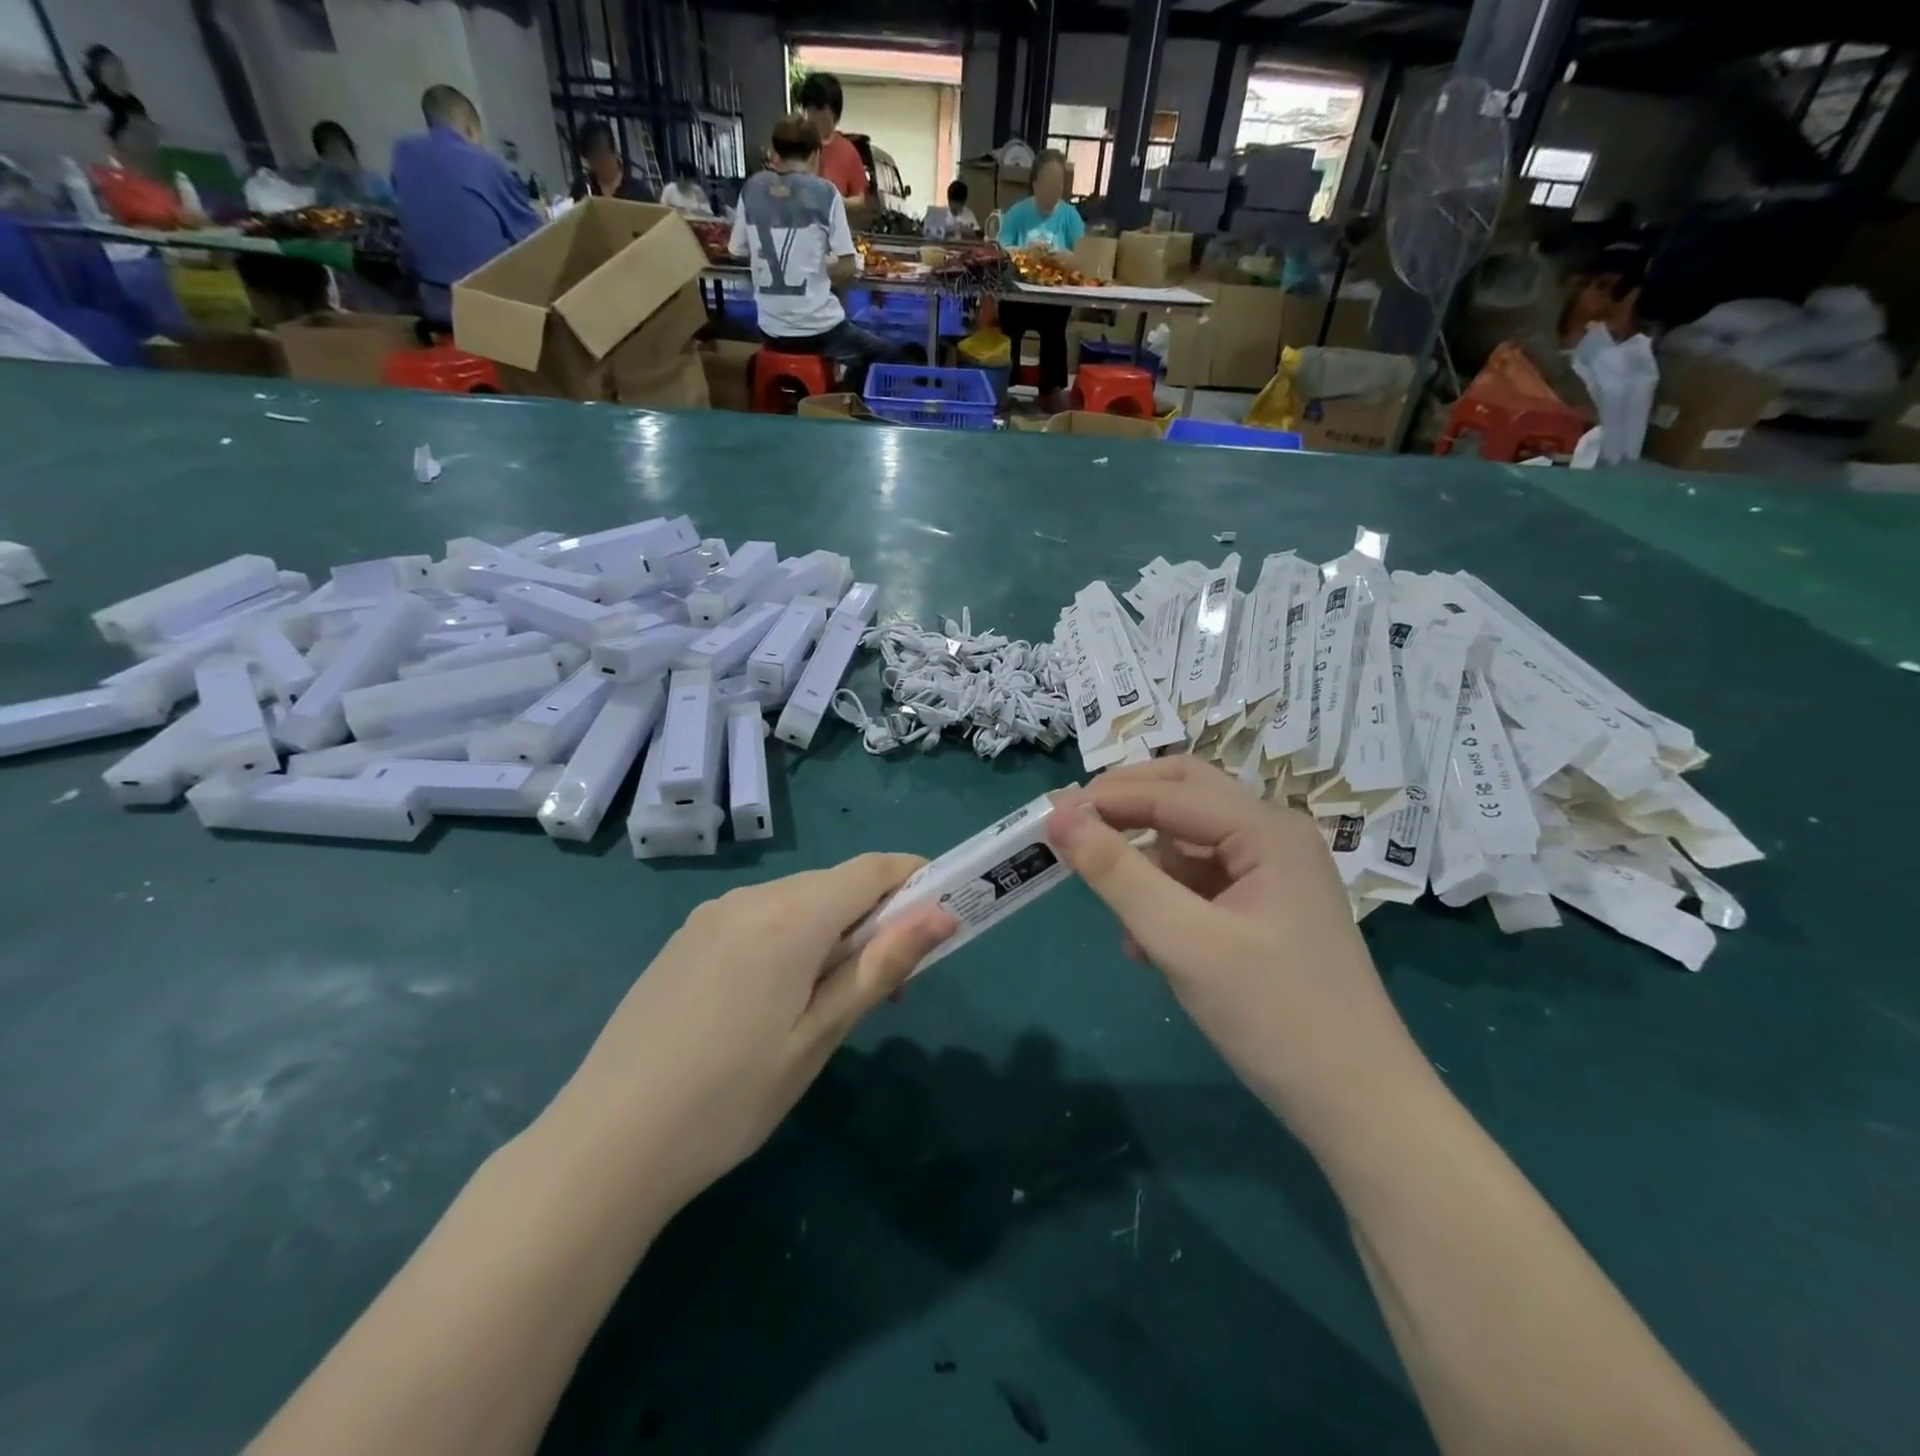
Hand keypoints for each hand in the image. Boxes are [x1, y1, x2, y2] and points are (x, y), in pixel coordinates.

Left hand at [549, 856, 955, 1214]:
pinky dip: (788, 937)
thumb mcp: (819, 1038)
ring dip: (830, 930)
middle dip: (874, 917)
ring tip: (827, 1002)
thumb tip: (942, 915)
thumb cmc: (730, 1098)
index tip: (940, 914)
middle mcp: (750, 897)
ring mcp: (711, 914)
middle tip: (885, 985)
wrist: (605, 1143)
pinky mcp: (686, 937)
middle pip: (834, 885)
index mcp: (789, 917)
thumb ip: (881, 967)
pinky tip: (772, 999)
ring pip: (795, 900)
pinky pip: (758, 917)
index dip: (913, 879)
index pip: (871, 869)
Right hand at [1046, 760, 1422, 1133]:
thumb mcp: (1183, 942)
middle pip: (1185, 794)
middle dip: (1126, 806)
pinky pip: (1202, 879)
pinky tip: (1143, 940)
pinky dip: (1165, 894)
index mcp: (1267, 830)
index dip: (1105, 798)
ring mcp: (1274, 872)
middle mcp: (1274, 836)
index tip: (1047, 816)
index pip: (1170, 791)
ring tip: (1107, 901)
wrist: (1360, 1106)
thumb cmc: (1273, 1016)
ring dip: (1144, 858)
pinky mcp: (1267, 906)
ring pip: (1190, 838)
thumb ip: (1117, 874)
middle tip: (1071, 827)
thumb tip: (1060, 818)